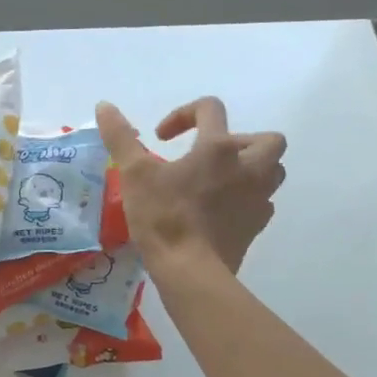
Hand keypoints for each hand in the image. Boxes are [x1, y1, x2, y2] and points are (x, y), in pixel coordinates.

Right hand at [96, 98, 285, 274]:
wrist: (190, 271)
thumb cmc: (163, 218)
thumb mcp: (134, 174)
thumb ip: (120, 138)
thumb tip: (104, 105)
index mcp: (218, 148)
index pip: (210, 109)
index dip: (184, 114)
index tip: (161, 138)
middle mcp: (247, 168)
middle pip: (266, 140)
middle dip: (240, 141)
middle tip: (210, 157)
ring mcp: (257, 199)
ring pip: (272, 172)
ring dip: (252, 169)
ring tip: (221, 181)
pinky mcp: (256, 227)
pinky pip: (262, 204)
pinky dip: (247, 200)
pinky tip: (223, 210)